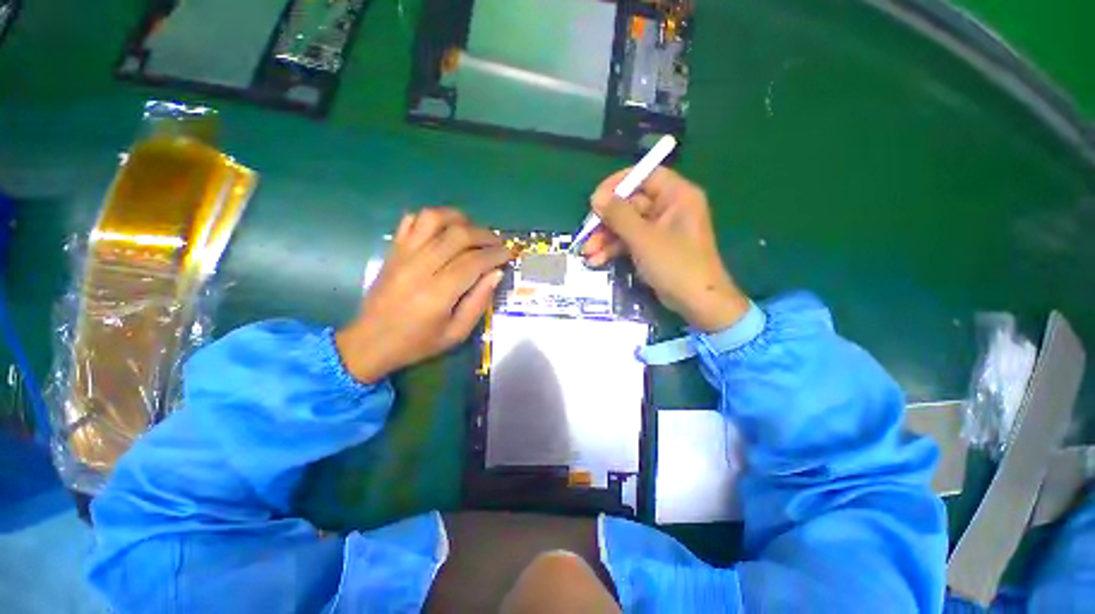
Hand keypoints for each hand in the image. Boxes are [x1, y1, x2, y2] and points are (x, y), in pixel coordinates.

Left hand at [336, 208, 511, 381]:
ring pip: (433, 219)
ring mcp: (403, 255)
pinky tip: (445, 230)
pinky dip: (432, 219)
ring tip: (473, 230)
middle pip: (458, 235)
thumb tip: (496, 273)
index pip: (473, 262)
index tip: (510, 254)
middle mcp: (419, 268)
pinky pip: (411, 221)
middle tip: (498, 243)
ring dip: (459, 219)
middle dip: (485, 235)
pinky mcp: (393, 251)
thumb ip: (478, 302)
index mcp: (437, 294)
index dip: (496, 254)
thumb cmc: (417, 343)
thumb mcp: (456, 334)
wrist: (370, 342)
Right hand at [583, 168, 749, 331]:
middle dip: (606, 222)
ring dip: (605, 239)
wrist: (696, 302)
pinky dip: (614, 250)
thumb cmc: (675, 264)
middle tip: (586, 234)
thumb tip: (596, 197)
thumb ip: (619, 215)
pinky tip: (597, 261)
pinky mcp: (653, 248)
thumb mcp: (644, 238)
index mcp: (676, 196)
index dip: (618, 184)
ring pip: (626, 225)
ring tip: (587, 254)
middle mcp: (669, 208)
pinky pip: (630, 241)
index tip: (595, 199)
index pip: (645, 175)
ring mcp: (660, 230)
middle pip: (630, 204)